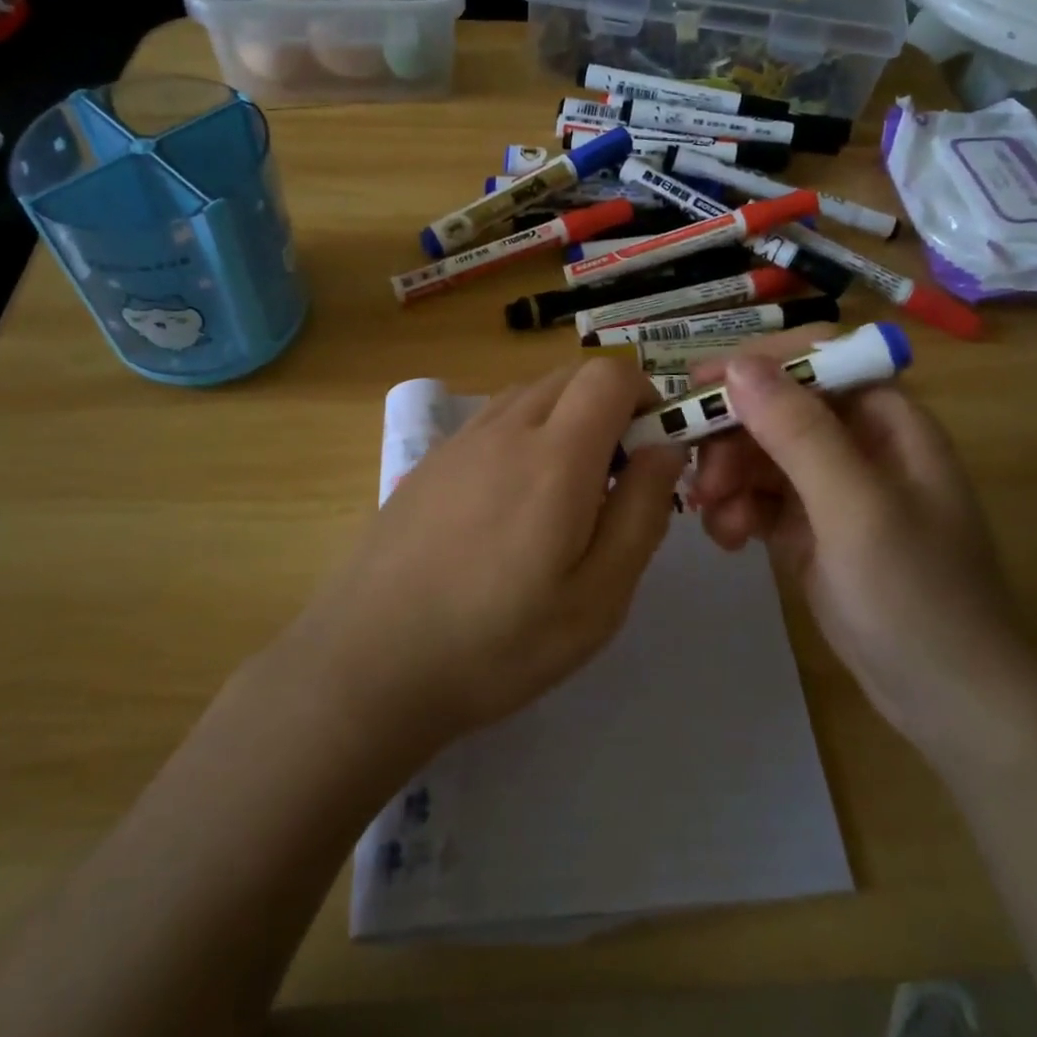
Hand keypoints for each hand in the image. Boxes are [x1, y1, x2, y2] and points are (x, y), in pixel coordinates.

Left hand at [291, 358, 685, 752]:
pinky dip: (520, 436)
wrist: (370, 662)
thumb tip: (666, 449)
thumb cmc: (498, 642)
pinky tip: (507, 505)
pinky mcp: (427, 462)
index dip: (644, 396)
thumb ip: (642, 513)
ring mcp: (458, 442)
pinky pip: (490, 422)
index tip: (651, 450)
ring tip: (561, 494)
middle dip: (607, 408)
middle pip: (569, 377)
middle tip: (612, 480)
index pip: (609, 374)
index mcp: (555, 456)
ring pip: (528, 396)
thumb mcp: (598, 598)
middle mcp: (504, 429)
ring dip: (562, 420)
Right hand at [687, 326, 1036, 765]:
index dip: (758, 363)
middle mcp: (858, 443)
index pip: (815, 359)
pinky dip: (737, 510)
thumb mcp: (855, 508)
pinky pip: (760, 497)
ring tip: (713, 518)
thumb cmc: (915, 597)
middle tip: (702, 477)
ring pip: (761, 453)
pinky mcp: (811, 528)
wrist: (949, 704)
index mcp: (887, 421)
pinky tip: (728, 540)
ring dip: (728, 477)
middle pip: (778, 407)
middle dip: (733, 435)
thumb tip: (739, 365)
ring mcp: (833, 488)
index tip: (700, 388)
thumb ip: (798, 433)